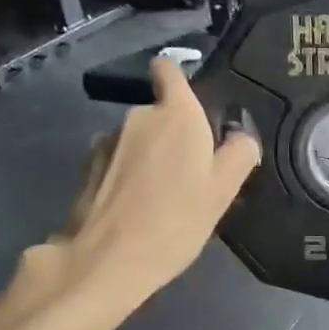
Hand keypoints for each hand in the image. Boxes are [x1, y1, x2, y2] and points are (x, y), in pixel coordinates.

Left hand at [50, 59, 259, 303]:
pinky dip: (127, 175)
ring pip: (138, 139)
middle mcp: (138, 116)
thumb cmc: (175, 221)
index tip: (192, 103)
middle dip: (173, 134)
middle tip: (190, 175)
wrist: (105, 260)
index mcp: (176, 114)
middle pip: (159, 113)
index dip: (178, 78)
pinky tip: (135, 207)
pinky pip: (118, 161)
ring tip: (161, 197)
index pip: (168, 69)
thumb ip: (238, 155)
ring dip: (149, 156)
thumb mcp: (222, 192)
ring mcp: (108, 140)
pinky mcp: (88, 167)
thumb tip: (240, 137)